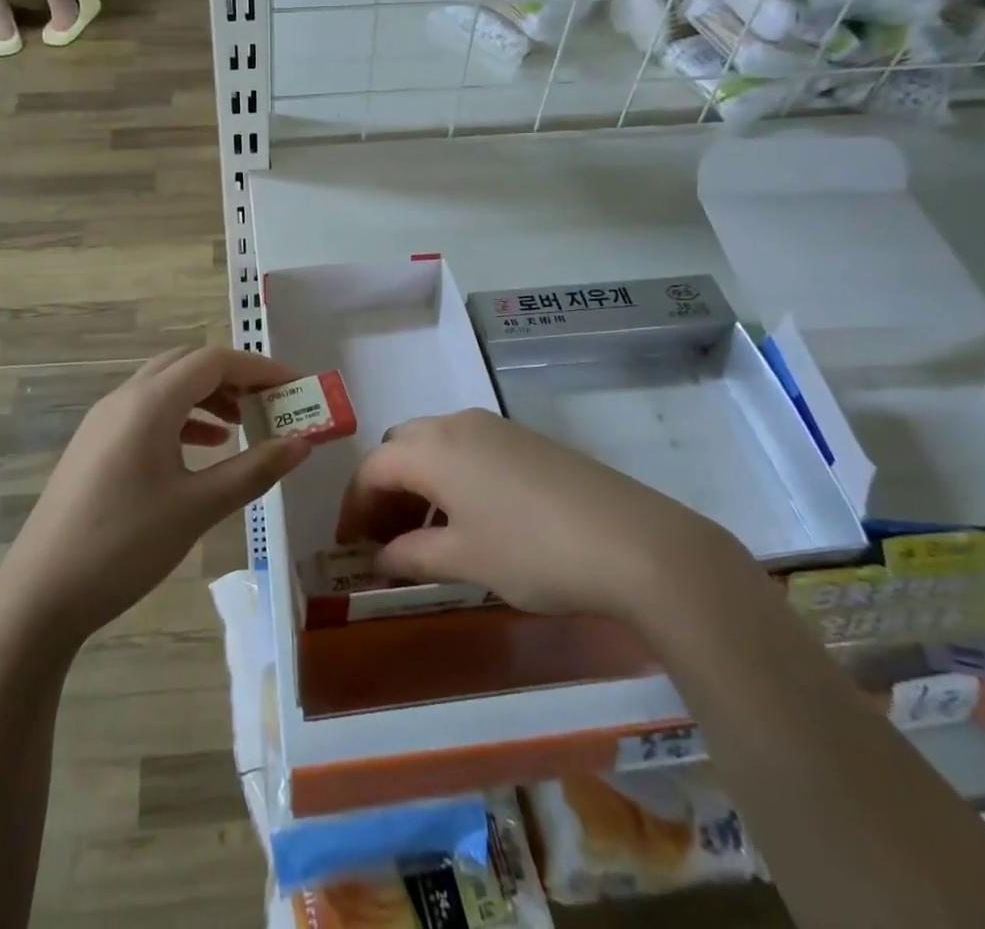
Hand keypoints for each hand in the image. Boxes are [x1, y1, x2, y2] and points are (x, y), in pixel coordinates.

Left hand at [0, 347, 311, 645]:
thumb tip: (303, 444)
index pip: (214, 361)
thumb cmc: (124, 545)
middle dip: (233, 377)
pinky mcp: (95, 445)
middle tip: (269, 403)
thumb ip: (253, 470)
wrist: (40, 594)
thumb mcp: (197, 508)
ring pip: (166, 387)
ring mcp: (104, 421)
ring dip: (207, 396)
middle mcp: (124, 398)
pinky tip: (201, 449)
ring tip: (241, 425)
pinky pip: (147, 412)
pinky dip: (181, 418)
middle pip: (188, 365)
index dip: (259, 368)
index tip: (295, 386)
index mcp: (150, 402)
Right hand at [334, 409, 754, 619]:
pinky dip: (449, 477)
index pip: (373, 467)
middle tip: (385, 537)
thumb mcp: (465, 560)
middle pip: (401, 446)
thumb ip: (412, 556)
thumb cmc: (534, 552)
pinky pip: (467, 448)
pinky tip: (468, 519)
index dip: (354, 505)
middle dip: (384, 488)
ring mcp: (496, 428)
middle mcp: (459, 424)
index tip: (349, 545)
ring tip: (424, 534)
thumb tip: (379, 559)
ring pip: (435, 444)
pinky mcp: (525, 440)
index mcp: (434, 448)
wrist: (635, 542)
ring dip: (417, 482)